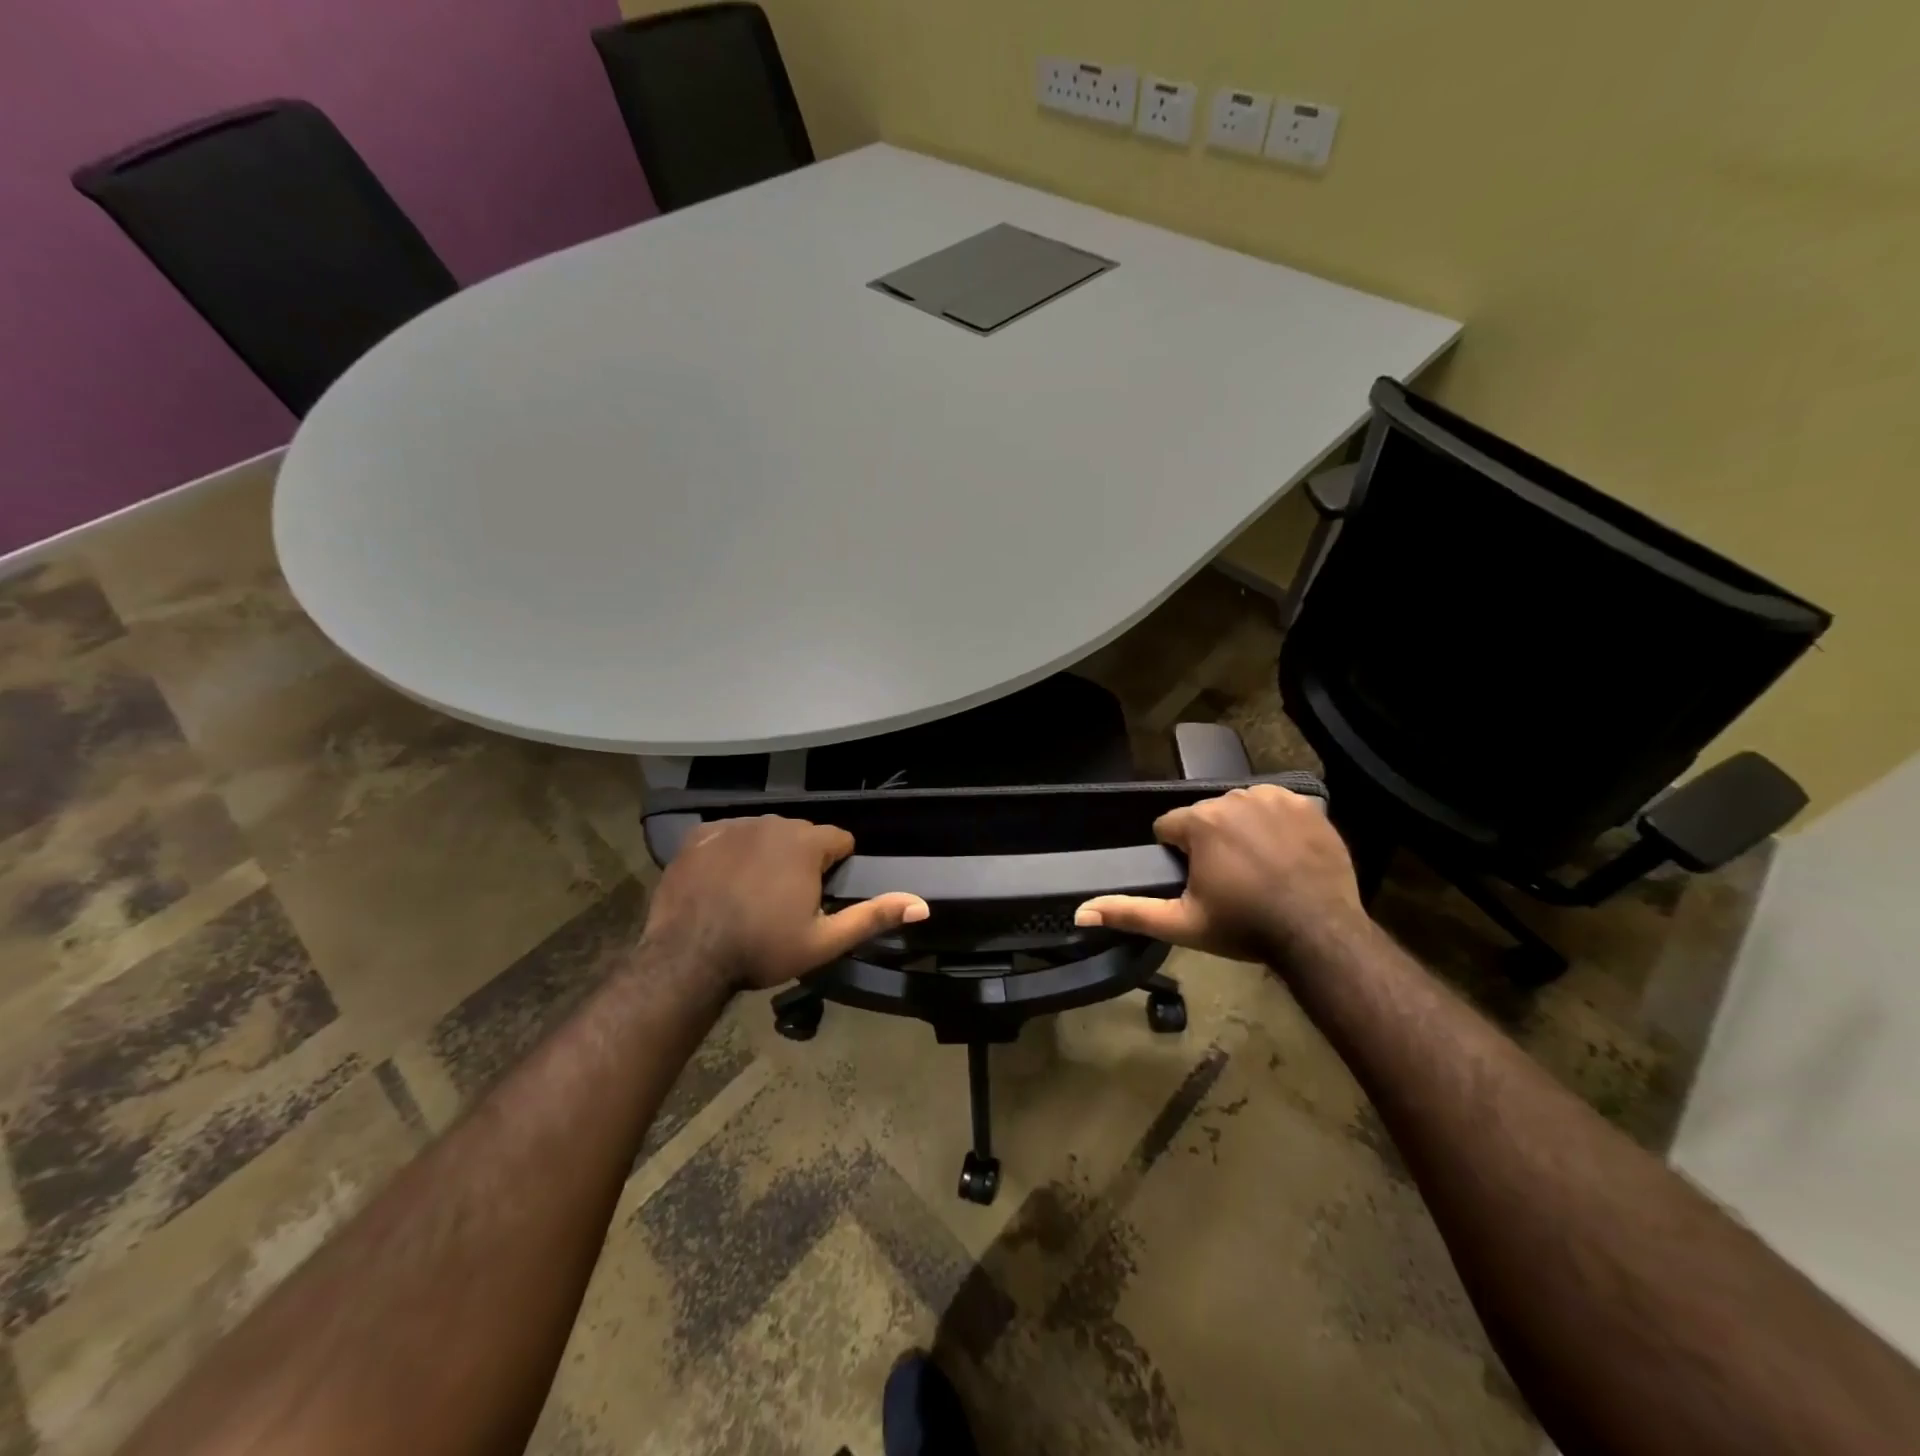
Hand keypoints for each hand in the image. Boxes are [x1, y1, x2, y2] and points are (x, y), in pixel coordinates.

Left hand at [641, 815, 927, 990]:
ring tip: (753, 894)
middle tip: (786, 903)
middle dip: (802, 860)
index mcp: (806, 842)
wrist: (686, 957)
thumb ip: (873, 916)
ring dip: (768, 854)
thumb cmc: (761, 949)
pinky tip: (723, 883)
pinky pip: (729, 834)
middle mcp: (772, 822)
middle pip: (802, 835)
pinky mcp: (700, 835)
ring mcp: (732, 825)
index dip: (835, 869)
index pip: (839, 841)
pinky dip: (732, 852)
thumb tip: (922, 904)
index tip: (818, 898)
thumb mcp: (824, 941)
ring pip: (766, 833)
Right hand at [1075, 784, 1362, 963]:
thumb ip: (1130, 912)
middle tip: (1230, 881)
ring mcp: (1274, 798)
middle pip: (1205, 816)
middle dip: (1209, 842)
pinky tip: (1284, 854)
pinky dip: (1275, 824)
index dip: (1178, 856)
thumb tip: (1080, 912)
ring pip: (1239, 808)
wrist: (1319, 935)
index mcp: (1200, 821)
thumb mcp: (1182, 924)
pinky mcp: (1306, 805)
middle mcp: (1234, 798)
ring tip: (1258, 869)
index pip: (1169, 827)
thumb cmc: (1245, 927)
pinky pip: (1276, 806)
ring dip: (1240, 831)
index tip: (1200, 883)